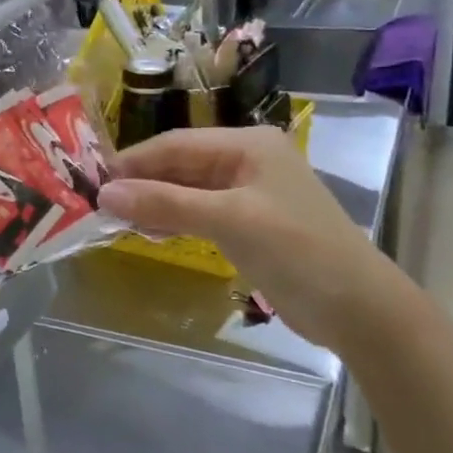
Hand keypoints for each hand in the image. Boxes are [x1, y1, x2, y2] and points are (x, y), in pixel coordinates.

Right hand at [97, 127, 416, 353]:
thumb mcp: (229, 221)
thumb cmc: (297, 251)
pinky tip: (151, 231)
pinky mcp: (249, 223)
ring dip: (155, 202)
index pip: (176, 144)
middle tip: (100, 205)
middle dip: (142, 183)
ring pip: (187, 189)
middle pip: (181, 164)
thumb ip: (166, 204)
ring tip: (118, 219)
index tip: (94, 182)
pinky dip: (174, 218)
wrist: (359, 309)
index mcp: (248, 144)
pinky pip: (200, 211)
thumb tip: (104, 193)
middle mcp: (247, 160)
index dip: (134, 162)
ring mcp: (249, 193)